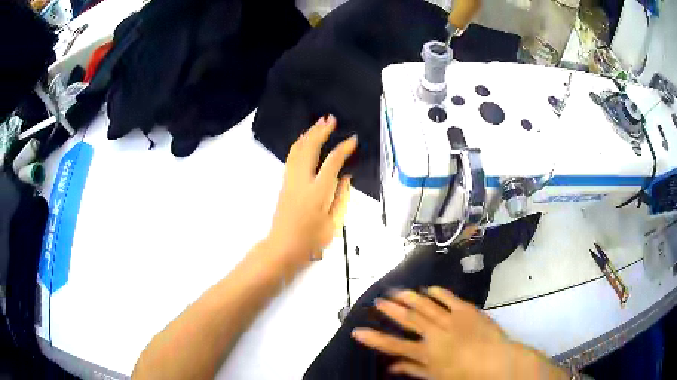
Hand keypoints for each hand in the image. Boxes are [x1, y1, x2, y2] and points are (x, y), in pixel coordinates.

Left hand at [264, 115, 356, 267]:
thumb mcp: (333, 223)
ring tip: (319, 123)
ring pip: (297, 150)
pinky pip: (291, 157)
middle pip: (310, 148)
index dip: (343, 149)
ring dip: (308, 134)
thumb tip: (346, 177)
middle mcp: (302, 181)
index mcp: (317, 192)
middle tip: (331, 119)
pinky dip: (299, 144)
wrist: (282, 248)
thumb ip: (341, 197)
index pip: (332, 163)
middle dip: (321, 131)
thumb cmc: (310, 241)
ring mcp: (290, 181)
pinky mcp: (284, 183)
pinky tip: (304, 139)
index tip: (353, 139)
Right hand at [352, 287, 567, 379]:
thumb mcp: (436, 377)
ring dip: (409, 297)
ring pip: (425, 304)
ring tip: (396, 290)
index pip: (394, 345)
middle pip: (408, 318)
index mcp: (427, 352)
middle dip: (391, 310)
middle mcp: (435, 333)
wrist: (497, 361)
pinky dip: (437, 292)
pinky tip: (428, 288)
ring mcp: (451, 318)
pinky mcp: (466, 310)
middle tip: (377, 301)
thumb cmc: (466, 374)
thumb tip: (393, 367)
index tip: (358, 331)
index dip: (374, 339)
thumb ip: (414, 369)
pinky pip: (448, 298)